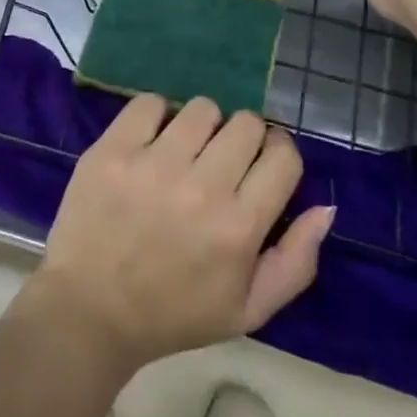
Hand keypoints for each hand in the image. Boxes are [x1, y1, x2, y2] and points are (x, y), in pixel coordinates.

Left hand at [29, 95, 333, 374]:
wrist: (90, 310)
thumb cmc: (174, 313)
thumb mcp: (248, 310)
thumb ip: (296, 261)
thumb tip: (325, 207)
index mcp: (239, 227)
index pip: (282, 155)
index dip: (277, 154)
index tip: (261, 164)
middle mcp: (202, 187)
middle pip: (246, 123)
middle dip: (242, 138)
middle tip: (221, 160)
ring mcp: (154, 163)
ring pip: (202, 108)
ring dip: (201, 126)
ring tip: (185, 151)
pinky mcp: (113, 148)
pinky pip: (150, 103)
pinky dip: (156, 116)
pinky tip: (151, 143)